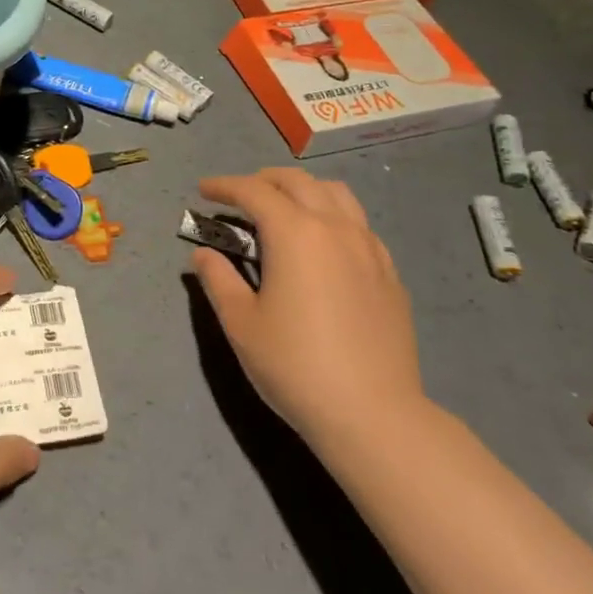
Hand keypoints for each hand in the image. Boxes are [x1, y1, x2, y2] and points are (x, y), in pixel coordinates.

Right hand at [190, 168, 428, 448]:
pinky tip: (322, 245)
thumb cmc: (295, 366)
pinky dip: (332, 216)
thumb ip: (218, 279)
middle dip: (262, 180)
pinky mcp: (389, 272)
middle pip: (297, 182)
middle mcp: (335, 228)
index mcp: (295, 233)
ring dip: (302, 190)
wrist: (372, 413)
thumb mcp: (241, 323)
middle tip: (238, 196)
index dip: (224, 185)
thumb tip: (204, 253)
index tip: (203, 189)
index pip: (254, 191)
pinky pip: (358, 224)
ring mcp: (369, 248)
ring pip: (335, 194)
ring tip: (283, 209)